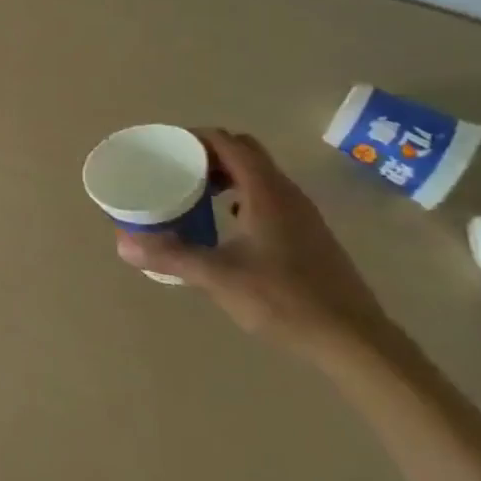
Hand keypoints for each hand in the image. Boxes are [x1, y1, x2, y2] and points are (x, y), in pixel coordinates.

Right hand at [116, 128, 398, 359]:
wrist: (356, 342)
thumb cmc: (285, 300)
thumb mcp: (219, 277)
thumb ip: (172, 256)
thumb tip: (124, 244)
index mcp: (265, 191)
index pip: (228, 142)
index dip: (195, 138)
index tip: (166, 147)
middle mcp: (287, 193)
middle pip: (244, 153)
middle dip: (208, 154)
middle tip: (177, 169)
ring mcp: (303, 214)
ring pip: (260, 176)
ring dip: (227, 176)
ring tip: (196, 195)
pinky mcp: (310, 235)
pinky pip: (270, 198)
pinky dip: (244, 197)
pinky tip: (229, 225)